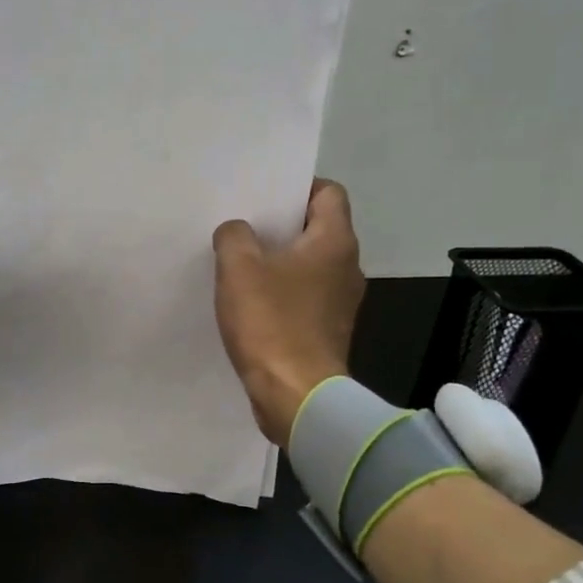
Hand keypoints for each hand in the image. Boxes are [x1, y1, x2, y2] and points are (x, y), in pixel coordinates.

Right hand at [212, 178, 365, 446]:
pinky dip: (282, 294)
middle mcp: (348, 267)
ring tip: (241, 266)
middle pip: (317, 230)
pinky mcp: (327, 331)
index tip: (264, 197)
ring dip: (279, 263)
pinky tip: (251, 304)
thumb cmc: (272, 323)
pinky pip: (304, 298)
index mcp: (335, 242)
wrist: (297, 395)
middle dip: (281, 226)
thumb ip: (234, 237)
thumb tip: (237, 232)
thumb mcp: (239, 269)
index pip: (328, 193)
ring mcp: (341, 303)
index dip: (297, 187)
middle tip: (244, 228)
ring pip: (310, 266)